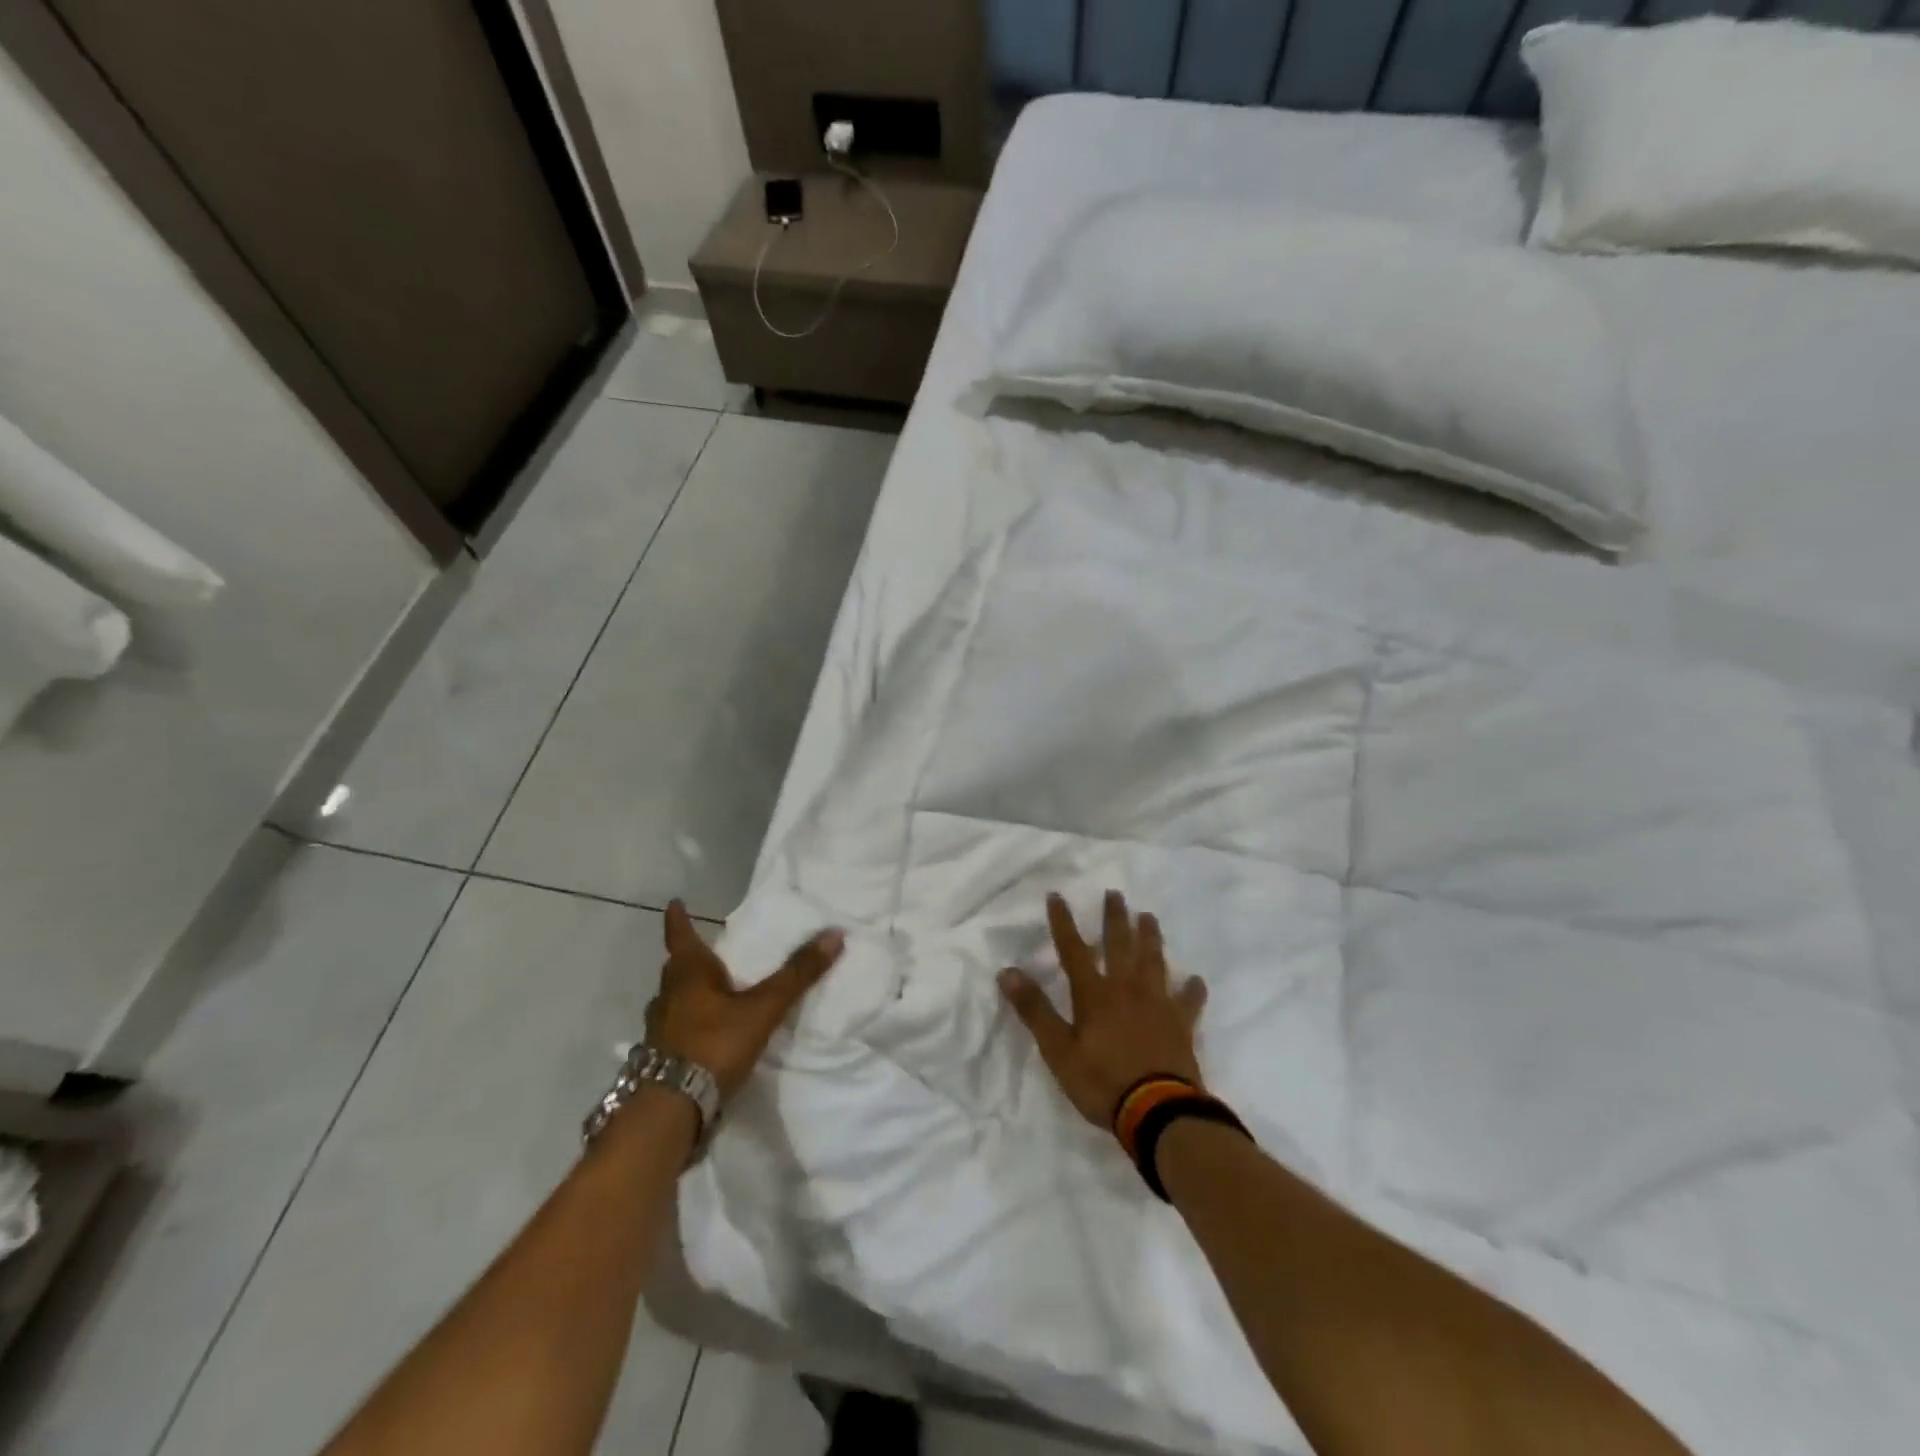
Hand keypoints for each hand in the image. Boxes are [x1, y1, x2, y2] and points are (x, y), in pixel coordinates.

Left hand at [646, 901, 844, 1100]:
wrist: (671, 1110)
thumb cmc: (714, 1044)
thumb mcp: (764, 1008)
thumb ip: (797, 974)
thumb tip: (834, 933)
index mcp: (688, 973)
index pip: (680, 936)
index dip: (678, 919)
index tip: (674, 903)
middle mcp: (667, 996)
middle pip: (677, 969)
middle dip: (690, 959)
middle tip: (710, 953)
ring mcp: (659, 1030)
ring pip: (674, 1001)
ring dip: (689, 994)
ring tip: (712, 995)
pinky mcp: (659, 1060)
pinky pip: (675, 1030)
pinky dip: (689, 1026)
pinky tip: (706, 1037)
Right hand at [999, 890, 1208, 1127]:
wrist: (1159, 1112)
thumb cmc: (1102, 1081)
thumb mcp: (1058, 1050)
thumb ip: (1034, 1010)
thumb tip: (1007, 972)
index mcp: (1095, 994)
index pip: (1073, 950)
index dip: (1063, 923)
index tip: (1057, 896)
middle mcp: (1127, 989)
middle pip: (1120, 945)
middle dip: (1115, 918)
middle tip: (1115, 894)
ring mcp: (1158, 1005)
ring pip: (1154, 962)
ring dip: (1150, 938)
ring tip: (1149, 917)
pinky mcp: (1181, 1026)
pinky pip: (1188, 1002)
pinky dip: (1191, 990)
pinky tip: (1195, 980)